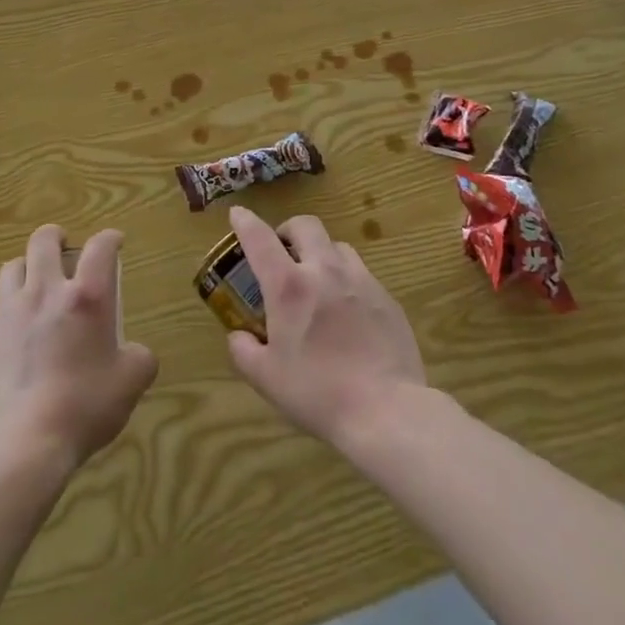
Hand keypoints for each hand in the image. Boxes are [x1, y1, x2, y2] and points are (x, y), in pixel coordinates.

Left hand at [0, 224, 156, 472]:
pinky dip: (9, 315)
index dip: (110, 238)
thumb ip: (139, 358)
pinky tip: (17, 338)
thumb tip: (136, 353)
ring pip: (12, 268)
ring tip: (35, 282)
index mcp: (86, 297)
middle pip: (43, 241)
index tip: (115, 243)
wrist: (23, 443)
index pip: (100, 247)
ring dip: (26, 267)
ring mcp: (9, 313)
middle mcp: (45, 292)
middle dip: (56, 236)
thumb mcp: (130, 383)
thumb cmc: (84, 406)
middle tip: (64, 247)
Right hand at [224, 207, 426, 446]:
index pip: (260, 238)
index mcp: (289, 286)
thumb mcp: (266, 379)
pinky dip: (346, 280)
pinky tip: (347, 310)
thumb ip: (244, 351)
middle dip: (288, 230)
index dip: (245, 221)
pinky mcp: (386, 297)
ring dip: (321, 253)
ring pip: (337, 246)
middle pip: (305, 225)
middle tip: (282, 251)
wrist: (386, 410)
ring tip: (317, 279)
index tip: (237, 214)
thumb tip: (239, 336)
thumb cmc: (318, 393)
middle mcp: (324, 270)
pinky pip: (361, 274)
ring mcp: (360, 280)